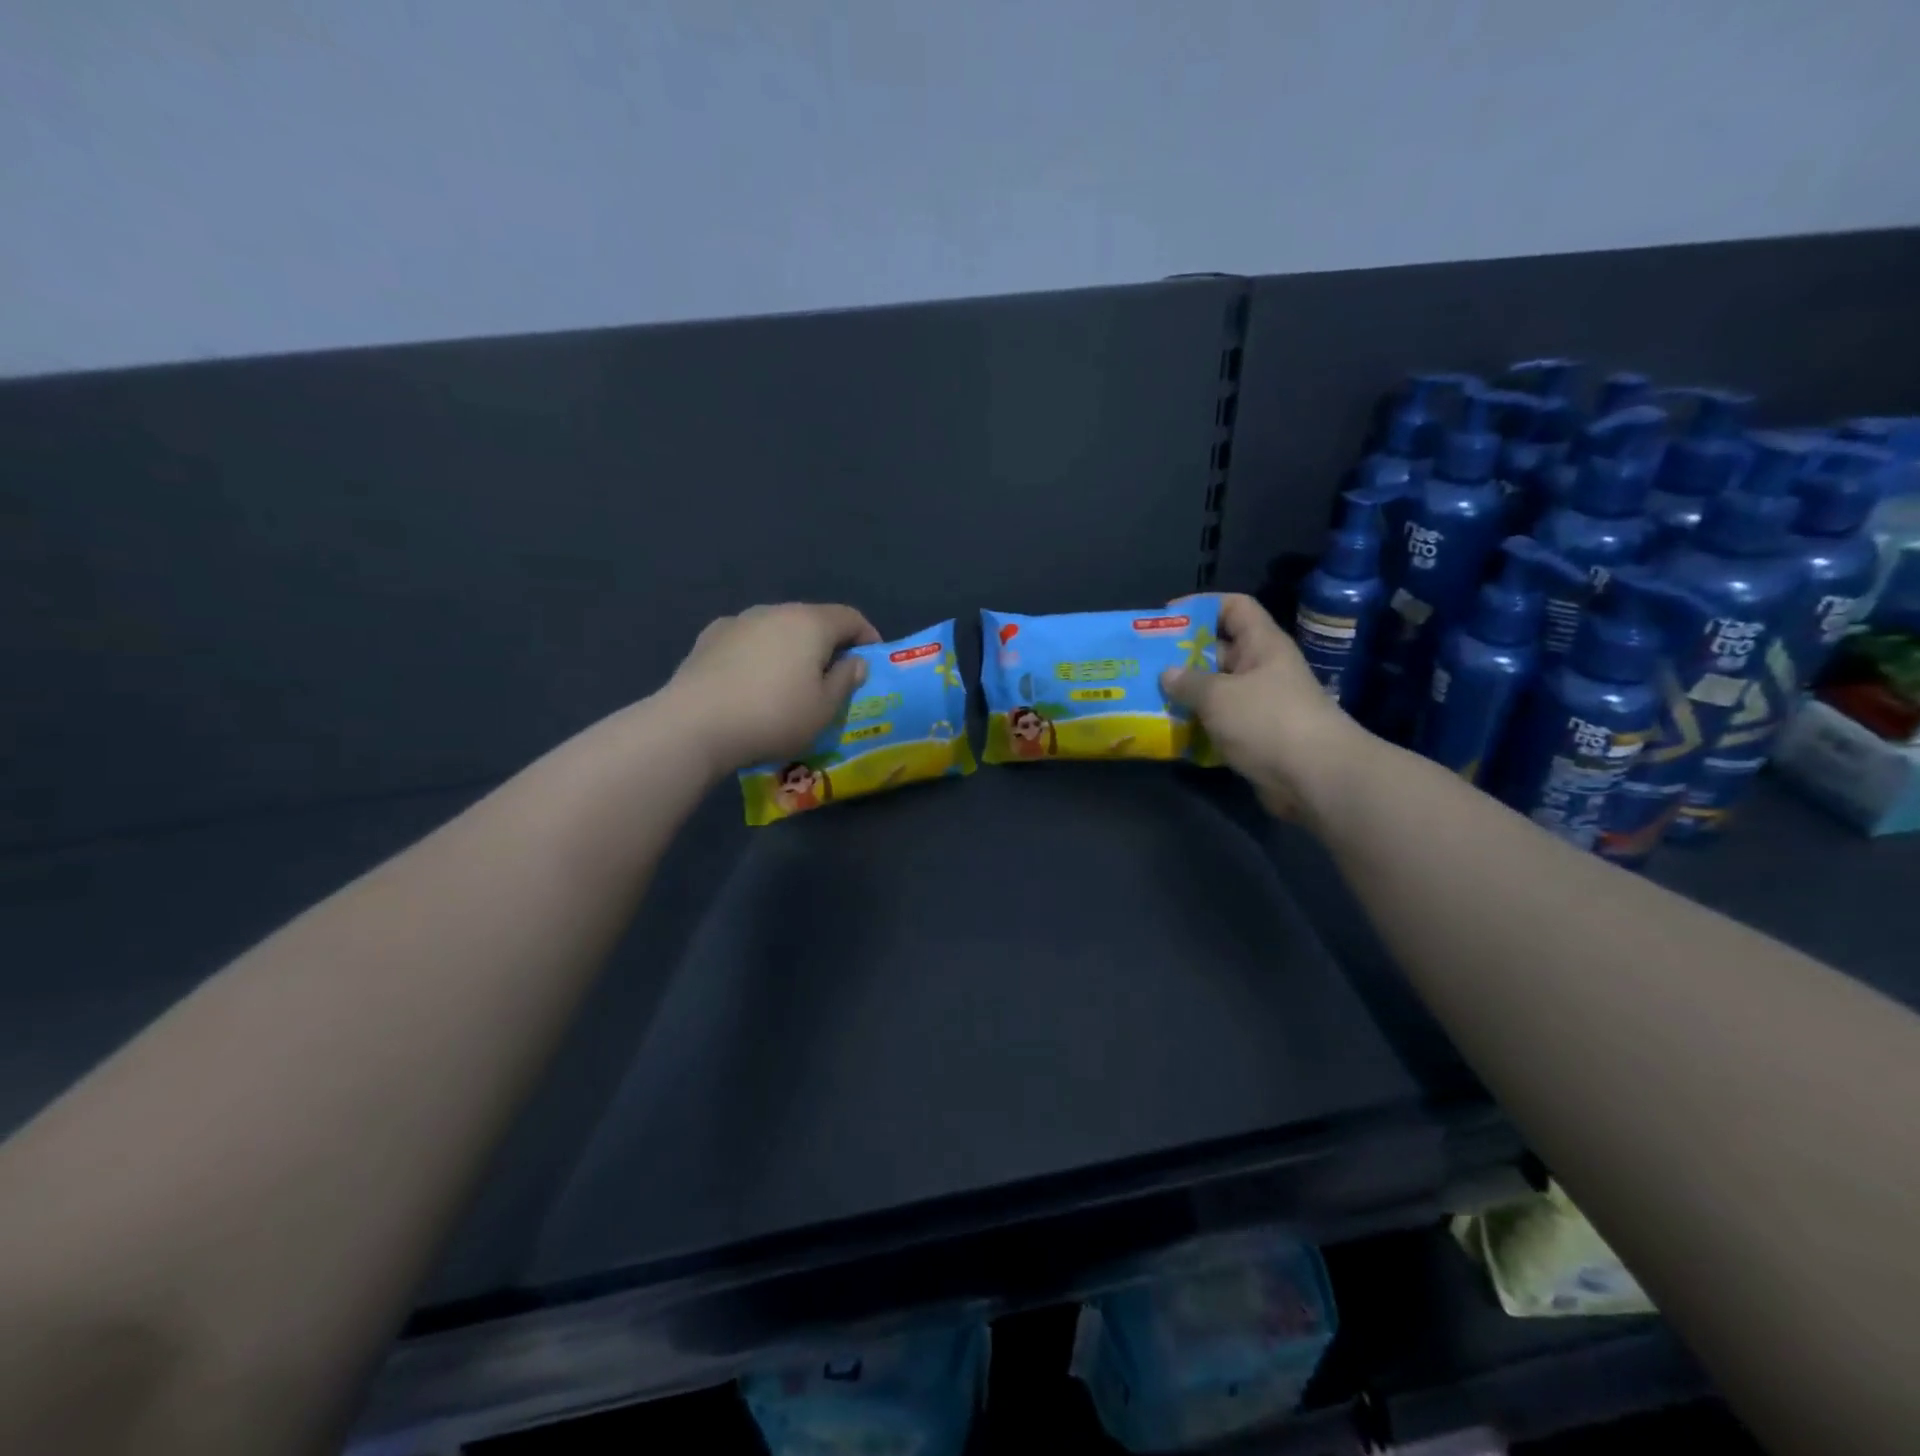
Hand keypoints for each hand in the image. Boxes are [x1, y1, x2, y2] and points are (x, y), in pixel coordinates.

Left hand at [660, 603, 881, 776]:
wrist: (694, 724)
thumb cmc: (773, 716)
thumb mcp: (824, 709)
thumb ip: (845, 680)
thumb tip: (855, 661)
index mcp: (810, 623)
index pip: (850, 617)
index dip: (867, 636)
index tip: (872, 660)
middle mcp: (775, 611)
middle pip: (812, 619)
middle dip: (828, 643)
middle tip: (833, 675)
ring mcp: (738, 621)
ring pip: (777, 628)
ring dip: (791, 647)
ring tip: (790, 680)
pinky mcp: (708, 637)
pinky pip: (747, 640)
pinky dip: (759, 653)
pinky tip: (752, 680)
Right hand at [1159, 594, 1364, 820]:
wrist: (1315, 778)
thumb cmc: (1268, 721)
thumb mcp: (1219, 696)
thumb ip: (1188, 682)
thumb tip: (1167, 674)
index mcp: (1262, 645)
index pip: (1234, 606)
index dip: (1201, 605)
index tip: (1166, 618)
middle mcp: (1262, 669)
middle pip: (1219, 649)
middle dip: (1183, 655)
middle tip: (1146, 663)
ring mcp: (1260, 704)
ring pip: (1216, 690)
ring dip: (1186, 695)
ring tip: (1149, 697)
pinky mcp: (1256, 736)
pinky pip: (1220, 722)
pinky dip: (1197, 725)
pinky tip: (1170, 732)